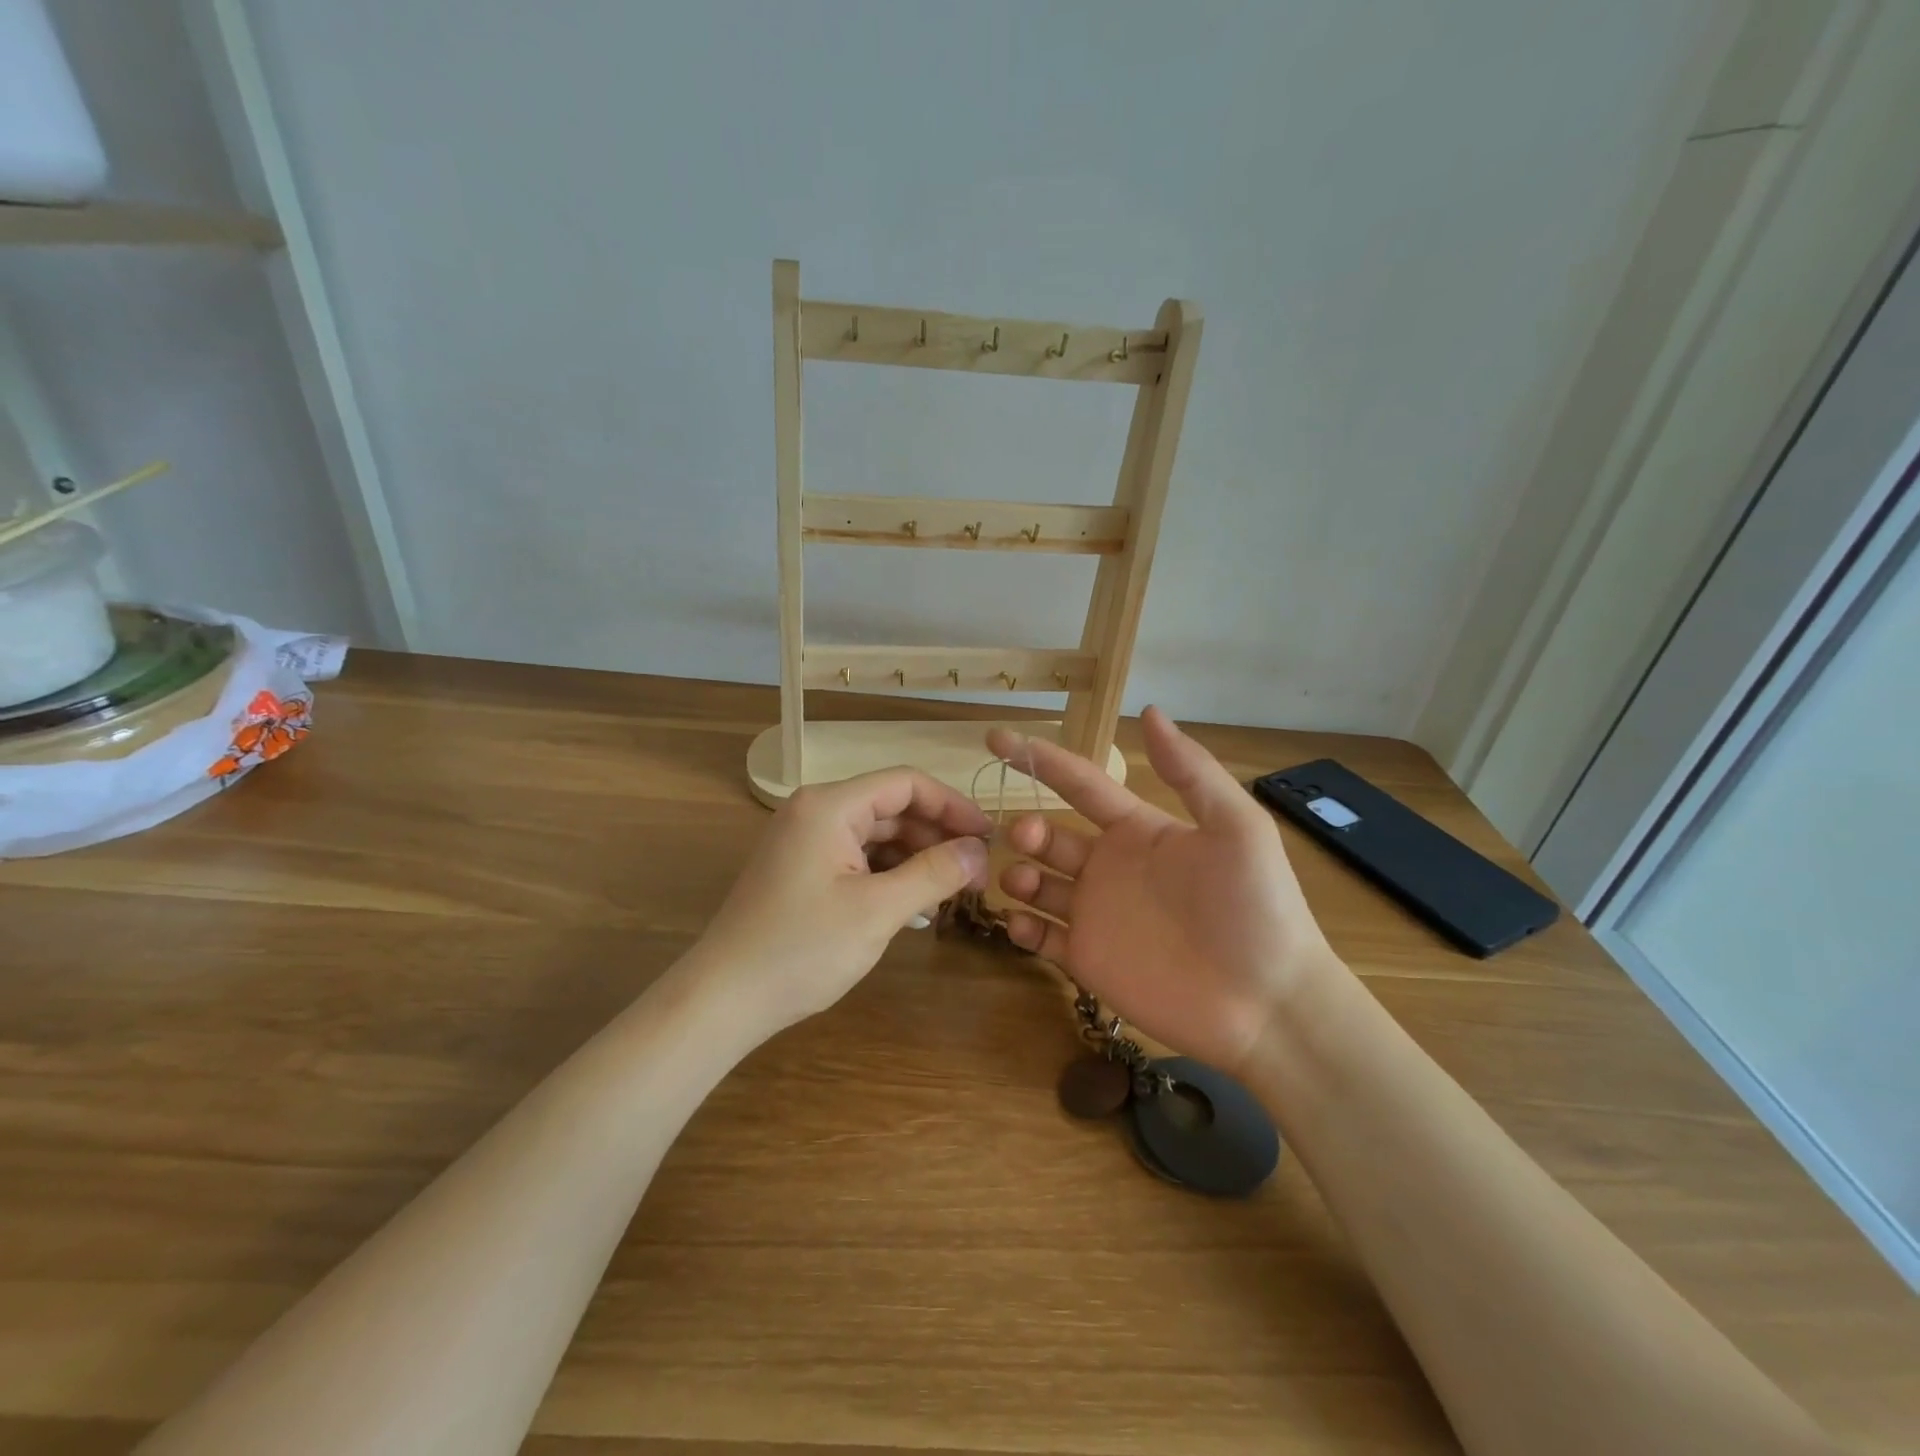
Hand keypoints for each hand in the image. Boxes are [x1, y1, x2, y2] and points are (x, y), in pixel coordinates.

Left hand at [691, 769, 992, 1037]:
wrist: (722, 1000)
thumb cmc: (802, 950)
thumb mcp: (878, 911)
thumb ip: (934, 874)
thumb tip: (980, 851)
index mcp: (830, 806)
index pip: (906, 783)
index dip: (952, 805)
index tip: (988, 836)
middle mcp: (815, 811)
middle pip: (892, 807)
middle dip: (936, 835)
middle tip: (976, 869)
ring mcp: (805, 840)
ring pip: (877, 834)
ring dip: (915, 857)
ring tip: (950, 890)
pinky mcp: (801, 869)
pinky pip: (858, 857)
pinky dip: (889, 874)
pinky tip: (914, 904)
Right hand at [988, 708, 1343, 1076]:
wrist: (1268, 1005)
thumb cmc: (1255, 909)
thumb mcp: (1237, 828)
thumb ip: (1191, 771)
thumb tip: (1149, 710)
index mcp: (1138, 830)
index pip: (1080, 784)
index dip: (1040, 760)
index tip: (996, 739)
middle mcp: (1110, 867)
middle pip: (1050, 836)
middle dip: (1026, 828)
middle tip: (1023, 834)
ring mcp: (1096, 915)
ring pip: (1037, 884)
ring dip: (1018, 875)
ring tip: (1020, 880)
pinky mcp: (1087, 960)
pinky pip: (1041, 938)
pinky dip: (1022, 927)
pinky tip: (1020, 923)